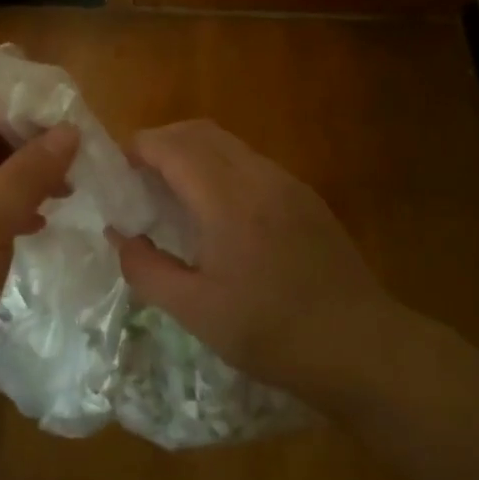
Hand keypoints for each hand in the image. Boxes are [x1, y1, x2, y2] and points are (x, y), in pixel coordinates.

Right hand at [110, 120, 393, 408]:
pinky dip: (220, 167)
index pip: (173, 147)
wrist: (362, 347)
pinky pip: (252, 163)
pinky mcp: (306, 198)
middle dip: (162, 142)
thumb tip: (120, 237)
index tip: (116, 170)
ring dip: (193, 153)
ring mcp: (288, 184)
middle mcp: (259, 177)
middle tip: (138, 177)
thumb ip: (147, 270)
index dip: (138, 148)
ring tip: (173, 193)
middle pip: (200, 132)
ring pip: (229, 144)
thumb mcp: (196, 312)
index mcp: (228, 200)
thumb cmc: (273, 333)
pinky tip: (217, 211)